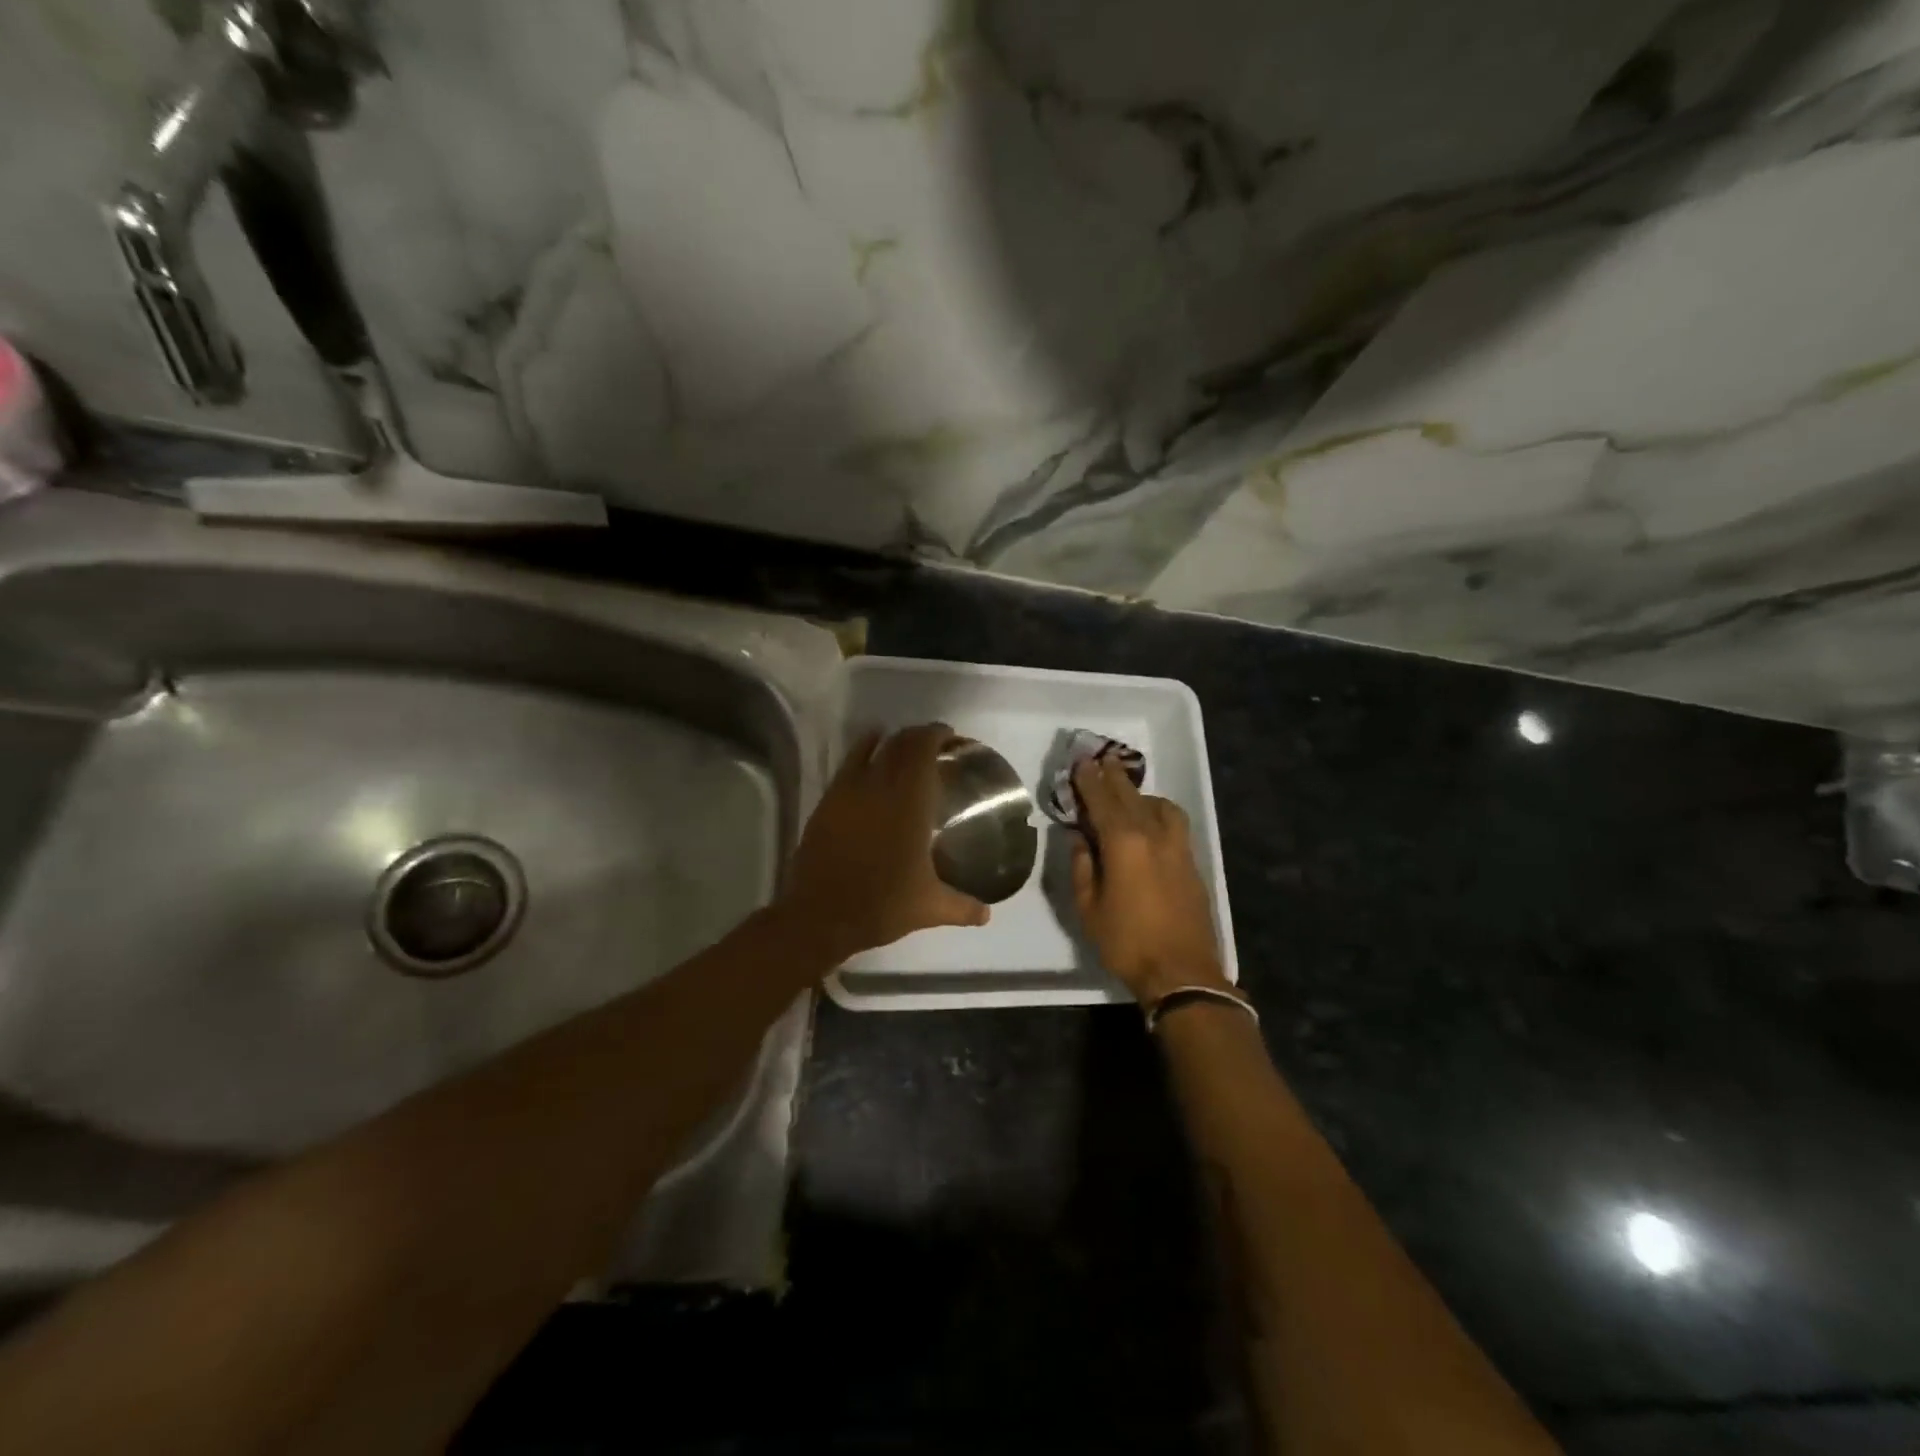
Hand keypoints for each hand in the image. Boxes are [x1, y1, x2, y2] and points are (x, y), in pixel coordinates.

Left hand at [779, 723, 990, 962]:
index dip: (937, 735)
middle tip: (935, 744)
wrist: (821, 916)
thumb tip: (987, 915)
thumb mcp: (930, 908)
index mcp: (910, 804)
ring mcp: (849, 792)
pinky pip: (848, 764)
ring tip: (905, 747)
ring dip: (892, 741)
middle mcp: (880, 788)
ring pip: (872, 748)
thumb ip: (963, 907)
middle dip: (919, 736)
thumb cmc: (881, 906)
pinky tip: (870, 754)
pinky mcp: (828, 802)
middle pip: (900, 743)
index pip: (923, 750)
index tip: (952, 737)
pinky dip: (862, 750)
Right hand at [1070, 756, 1225, 1003]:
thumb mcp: (1088, 908)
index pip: (1102, 800)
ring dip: (1139, 794)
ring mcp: (1178, 847)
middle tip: (1100, 759)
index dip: (1089, 780)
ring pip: (1159, 806)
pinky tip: (1151, 821)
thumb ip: (1082, 866)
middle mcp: (1153, 835)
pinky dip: (1158, 811)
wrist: (1182, 972)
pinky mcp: (1191, 862)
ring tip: (1126, 794)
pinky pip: (1173, 822)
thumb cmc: (1126, 942)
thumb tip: (1079, 838)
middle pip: (1131, 796)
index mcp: (1123, 843)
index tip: (1080, 762)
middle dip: (1113, 777)